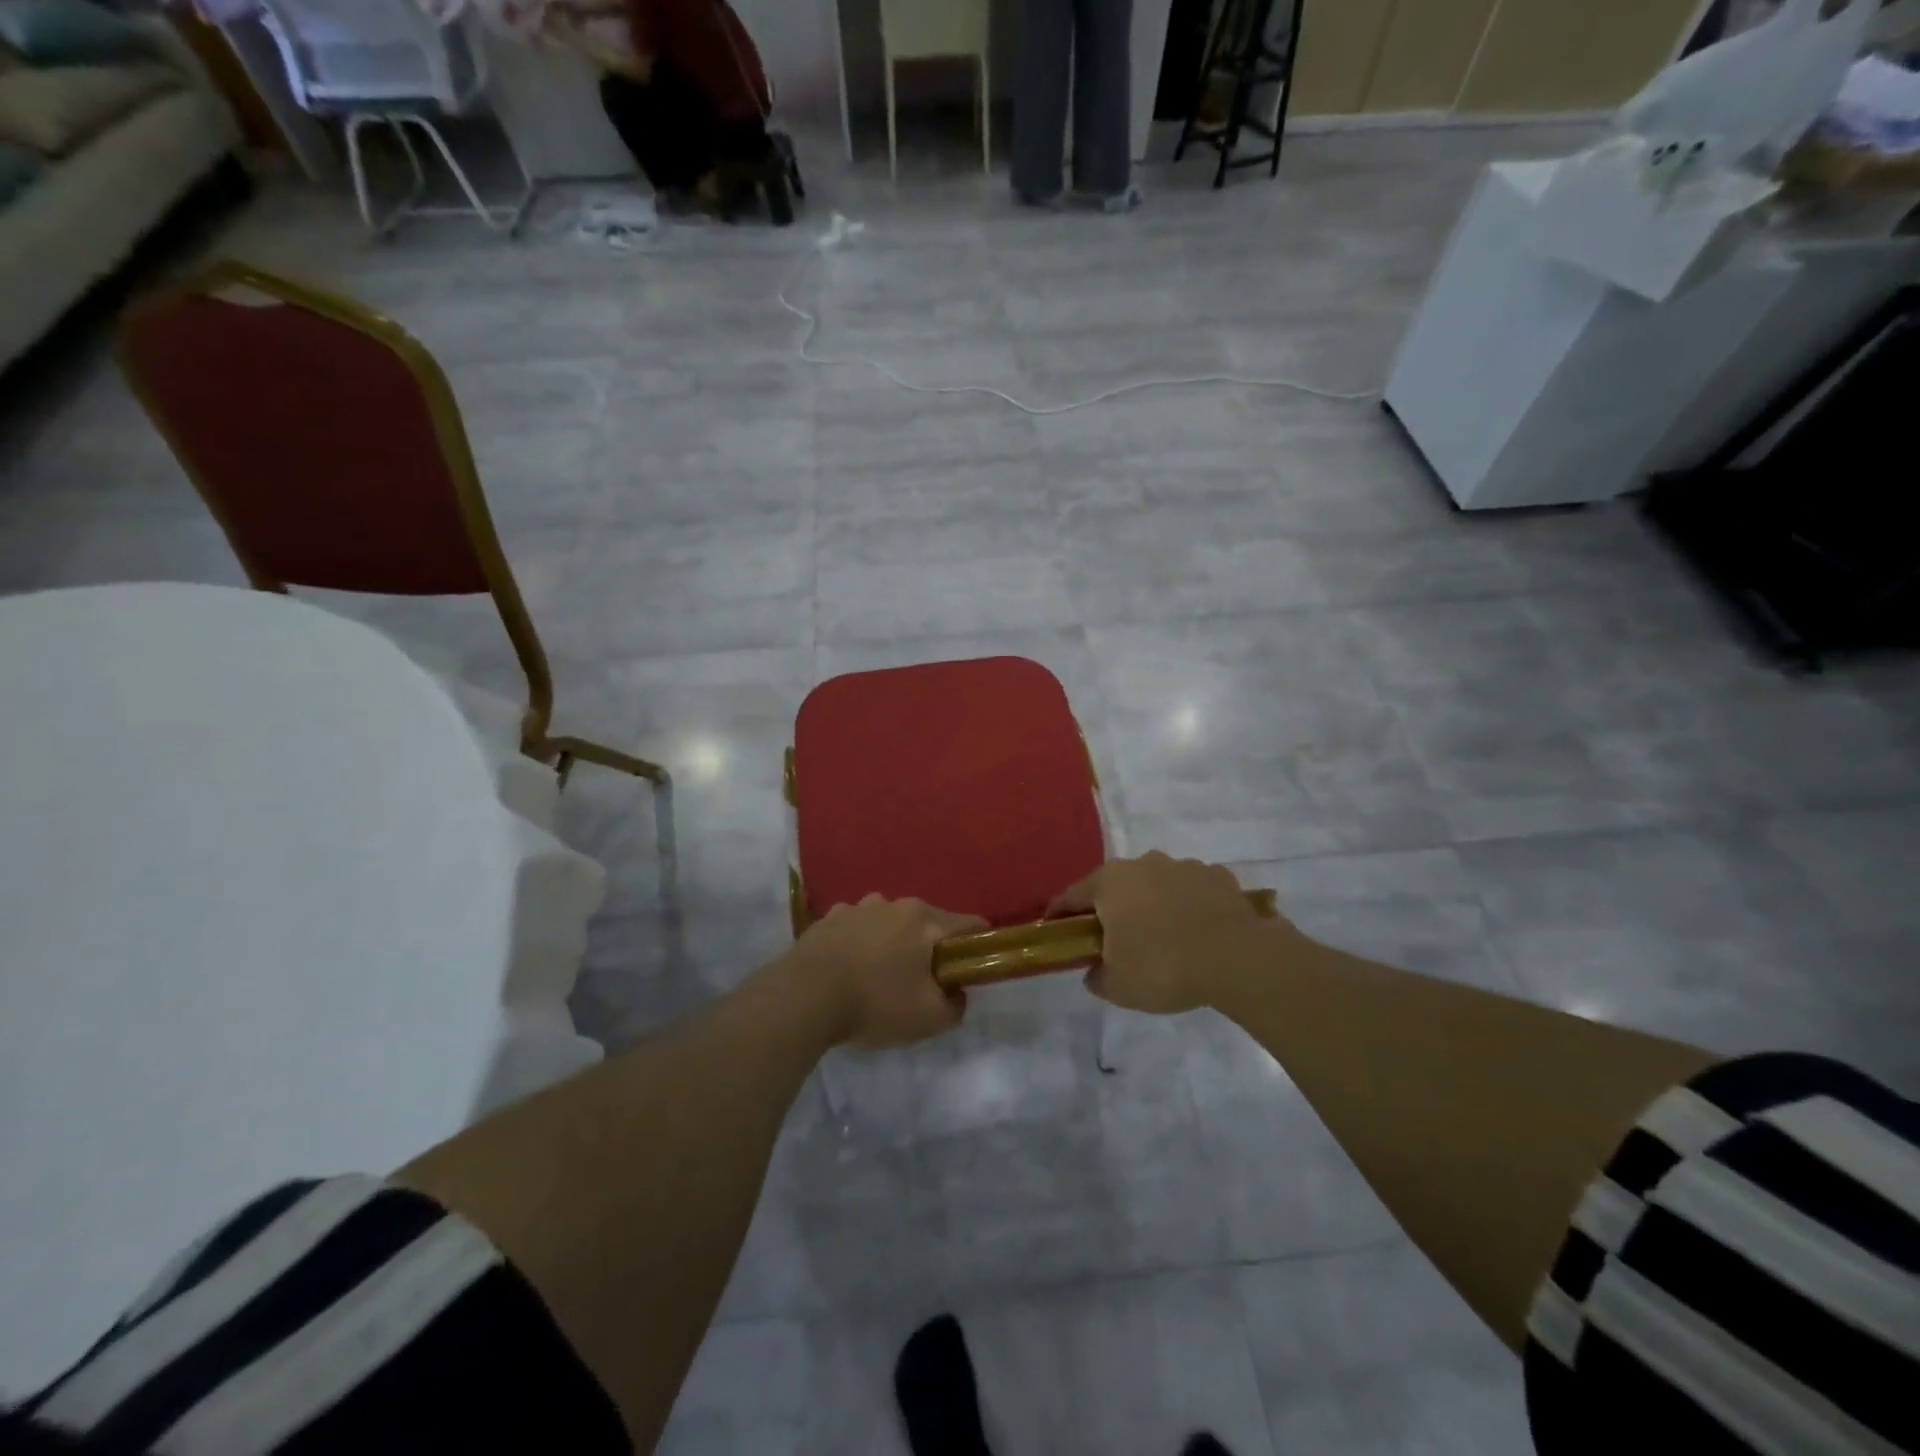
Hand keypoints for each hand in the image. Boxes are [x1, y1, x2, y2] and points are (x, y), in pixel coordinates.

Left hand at [780, 895, 984, 1048]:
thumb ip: (955, 1005)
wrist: (803, 997)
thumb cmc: (874, 1003)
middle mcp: (893, 903)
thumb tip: (956, 993)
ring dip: (891, 946)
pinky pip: (856, 931)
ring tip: (878, 981)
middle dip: (929, 950)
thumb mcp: (929, 1019)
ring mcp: (857, 907)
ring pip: (889, 925)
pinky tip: (848, 974)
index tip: (971, 971)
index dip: (978, 947)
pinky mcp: (827, 919)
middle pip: (926, 924)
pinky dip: (859, 947)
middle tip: (921, 985)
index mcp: (924, 919)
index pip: (970, 925)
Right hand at [1048, 852, 1292, 1013]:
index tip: (1056, 929)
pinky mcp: (1218, 876)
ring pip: (1157, 885)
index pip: (1072, 896)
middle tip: (1116, 941)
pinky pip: (1192, 891)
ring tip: (1164, 939)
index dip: (1061, 914)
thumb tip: (1095, 971)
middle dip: (1113, 909)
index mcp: (1110, 883)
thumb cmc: (1163, 966)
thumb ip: (1097, 977)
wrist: (1237, 958)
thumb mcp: (1118, 986)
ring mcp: (1183, 866)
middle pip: (1116, 886)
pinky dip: (1189, 906)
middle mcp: (1143, 864)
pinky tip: (1198, 933)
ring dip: (1153, 905)